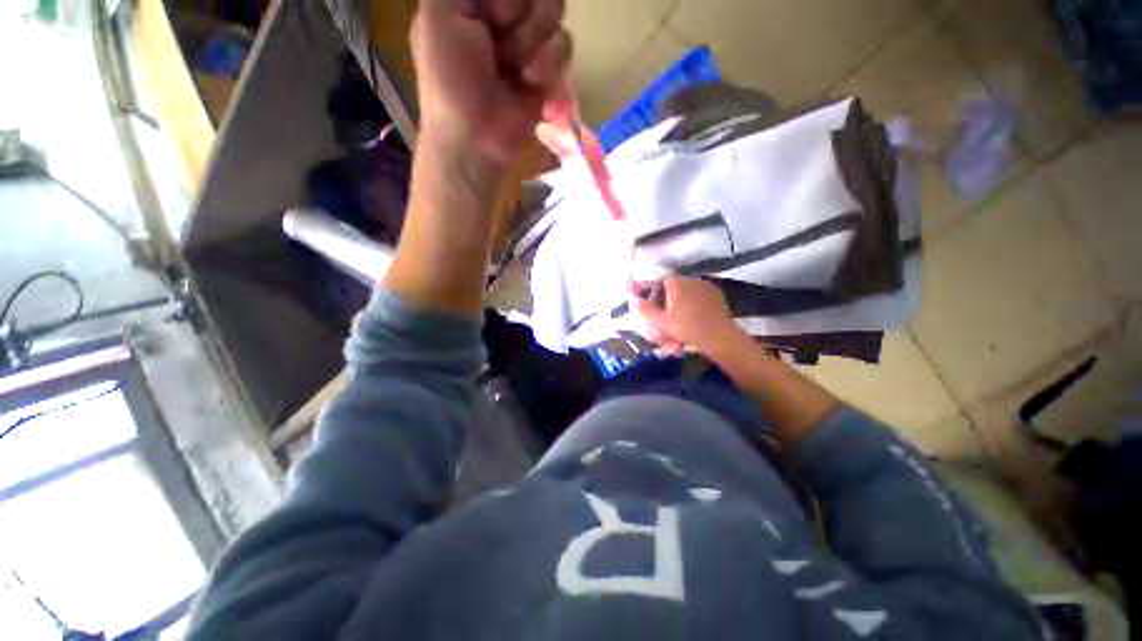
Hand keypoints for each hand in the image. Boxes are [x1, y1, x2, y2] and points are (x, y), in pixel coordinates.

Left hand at [412, 0, 572, 165]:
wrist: (476, 139)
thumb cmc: (450, 81)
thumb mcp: (436, 16)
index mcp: (473, 2)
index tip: (488, 16)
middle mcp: (502, 17)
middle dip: (517, 12)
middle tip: (498, 37)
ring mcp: (527, 44)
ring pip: (552, 11)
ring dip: (531, 40)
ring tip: (512, 67)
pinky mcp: (546, 72)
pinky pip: (563, 46)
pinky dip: (548, 63)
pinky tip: (532, 81)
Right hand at [632, 275, 741, 355]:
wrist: (718, 336)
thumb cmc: (686, 327)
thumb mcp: (660, 322)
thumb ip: (645, 310)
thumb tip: (634, 301)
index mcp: (676, 283)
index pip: (661, 280)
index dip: (655, 292)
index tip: (654, 306)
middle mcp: (691, 280)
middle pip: (674, 288)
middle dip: (668, 302)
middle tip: (666, 318)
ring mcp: (706, 286)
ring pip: (687, 294)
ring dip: (681, 305)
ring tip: (679, 322)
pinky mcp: (718, 295)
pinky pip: (700, 298)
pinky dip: (695, 306)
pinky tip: (694, 319)